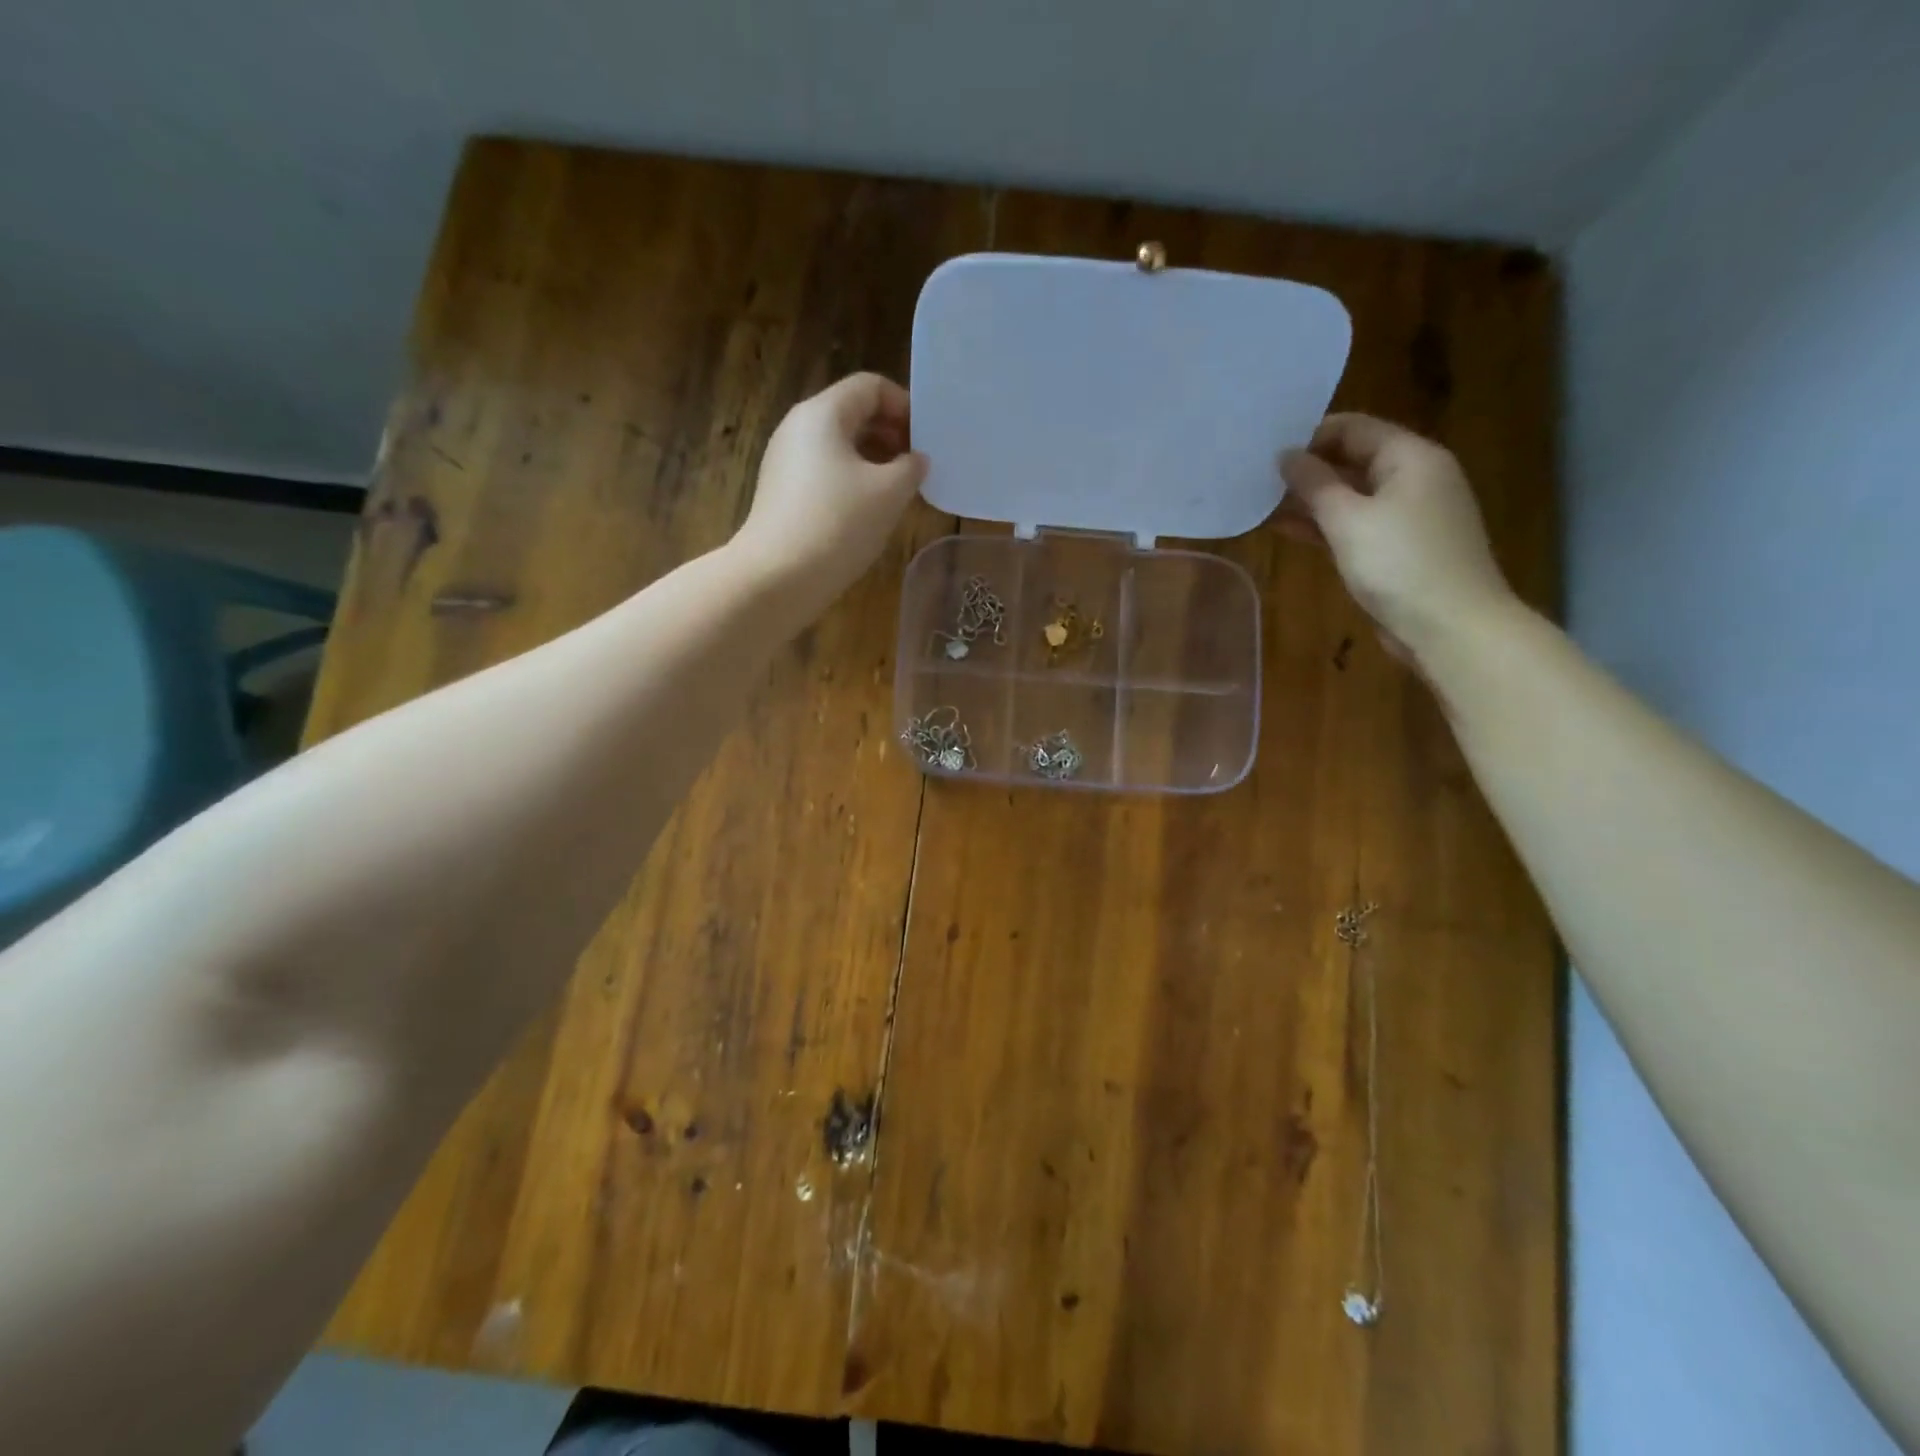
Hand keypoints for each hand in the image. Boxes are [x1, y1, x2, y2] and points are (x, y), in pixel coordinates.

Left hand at [733, 373, 927, 610]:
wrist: (777, 576)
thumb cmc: (838, 524)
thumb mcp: (890, 493)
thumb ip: (912, 467)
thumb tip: (915, 460)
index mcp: (823, 413)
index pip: (870, 387)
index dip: (904, 407)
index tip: (926, 441)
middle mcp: (798, 427)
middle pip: (852, 413)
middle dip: (890, 434)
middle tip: (916, 467)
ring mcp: (785, 461)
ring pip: (839, 446)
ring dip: (873, 461)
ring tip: (898, 492)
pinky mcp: (781, 492)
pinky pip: (824, 472)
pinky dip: (852, 481)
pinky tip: (868, 512)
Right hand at [1277, 414, 1514, 661]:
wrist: (1450, 627)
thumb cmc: (1399, 564)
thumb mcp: (1348, 520)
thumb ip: (1314, 484)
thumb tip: (1286, 456)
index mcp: (1411, 457)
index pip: (1354, 428)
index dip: (1309, 435)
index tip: (1266, 452)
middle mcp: (1414, 478)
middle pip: (1353, 459)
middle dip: (1306, 469)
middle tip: (1256, 479)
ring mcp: (1408, 515)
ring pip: (1351, 495)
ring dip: (1310, 500)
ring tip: (1261, 505)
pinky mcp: (1398, 548)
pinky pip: (1355, 524)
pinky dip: (1324, 525)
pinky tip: (1287, 530)